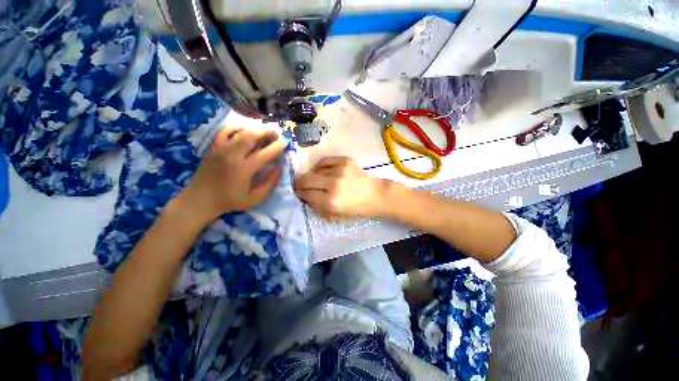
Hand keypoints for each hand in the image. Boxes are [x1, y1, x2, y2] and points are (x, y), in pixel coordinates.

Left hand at [177, 127, 287, 224]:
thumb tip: (279, 169)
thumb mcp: (254, 199)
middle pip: (252, 137)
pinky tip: (244, 130)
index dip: (278, 147)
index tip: (286, 142)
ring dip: (255, 129)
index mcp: (244, 169)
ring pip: (240, 132)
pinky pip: (225, 132)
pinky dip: (236, 128)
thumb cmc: (230, 201)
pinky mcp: (214, 148)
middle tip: (276, 133)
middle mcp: (232, 156)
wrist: (200, 200)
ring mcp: (221, 150)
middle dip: (266, 132)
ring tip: (264, 131)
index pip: (265, 153)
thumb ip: (269, 184)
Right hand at [294, 157, 390, 219]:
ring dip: (311, 176)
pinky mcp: (345, 160)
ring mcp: (339, 170)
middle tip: (300, 185)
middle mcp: (334, 184)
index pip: (306, 194)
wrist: (375, 195)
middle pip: (306, 179)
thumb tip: (304, 195)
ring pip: (314, 170)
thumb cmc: (356, 208)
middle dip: (299, 183)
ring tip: (315, 179)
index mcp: (331, 202)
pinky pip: (324, 161)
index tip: (299, 193)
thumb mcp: (335, 215)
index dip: (300, 193)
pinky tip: (322, 171)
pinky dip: (320, 167)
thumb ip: (317, 206)